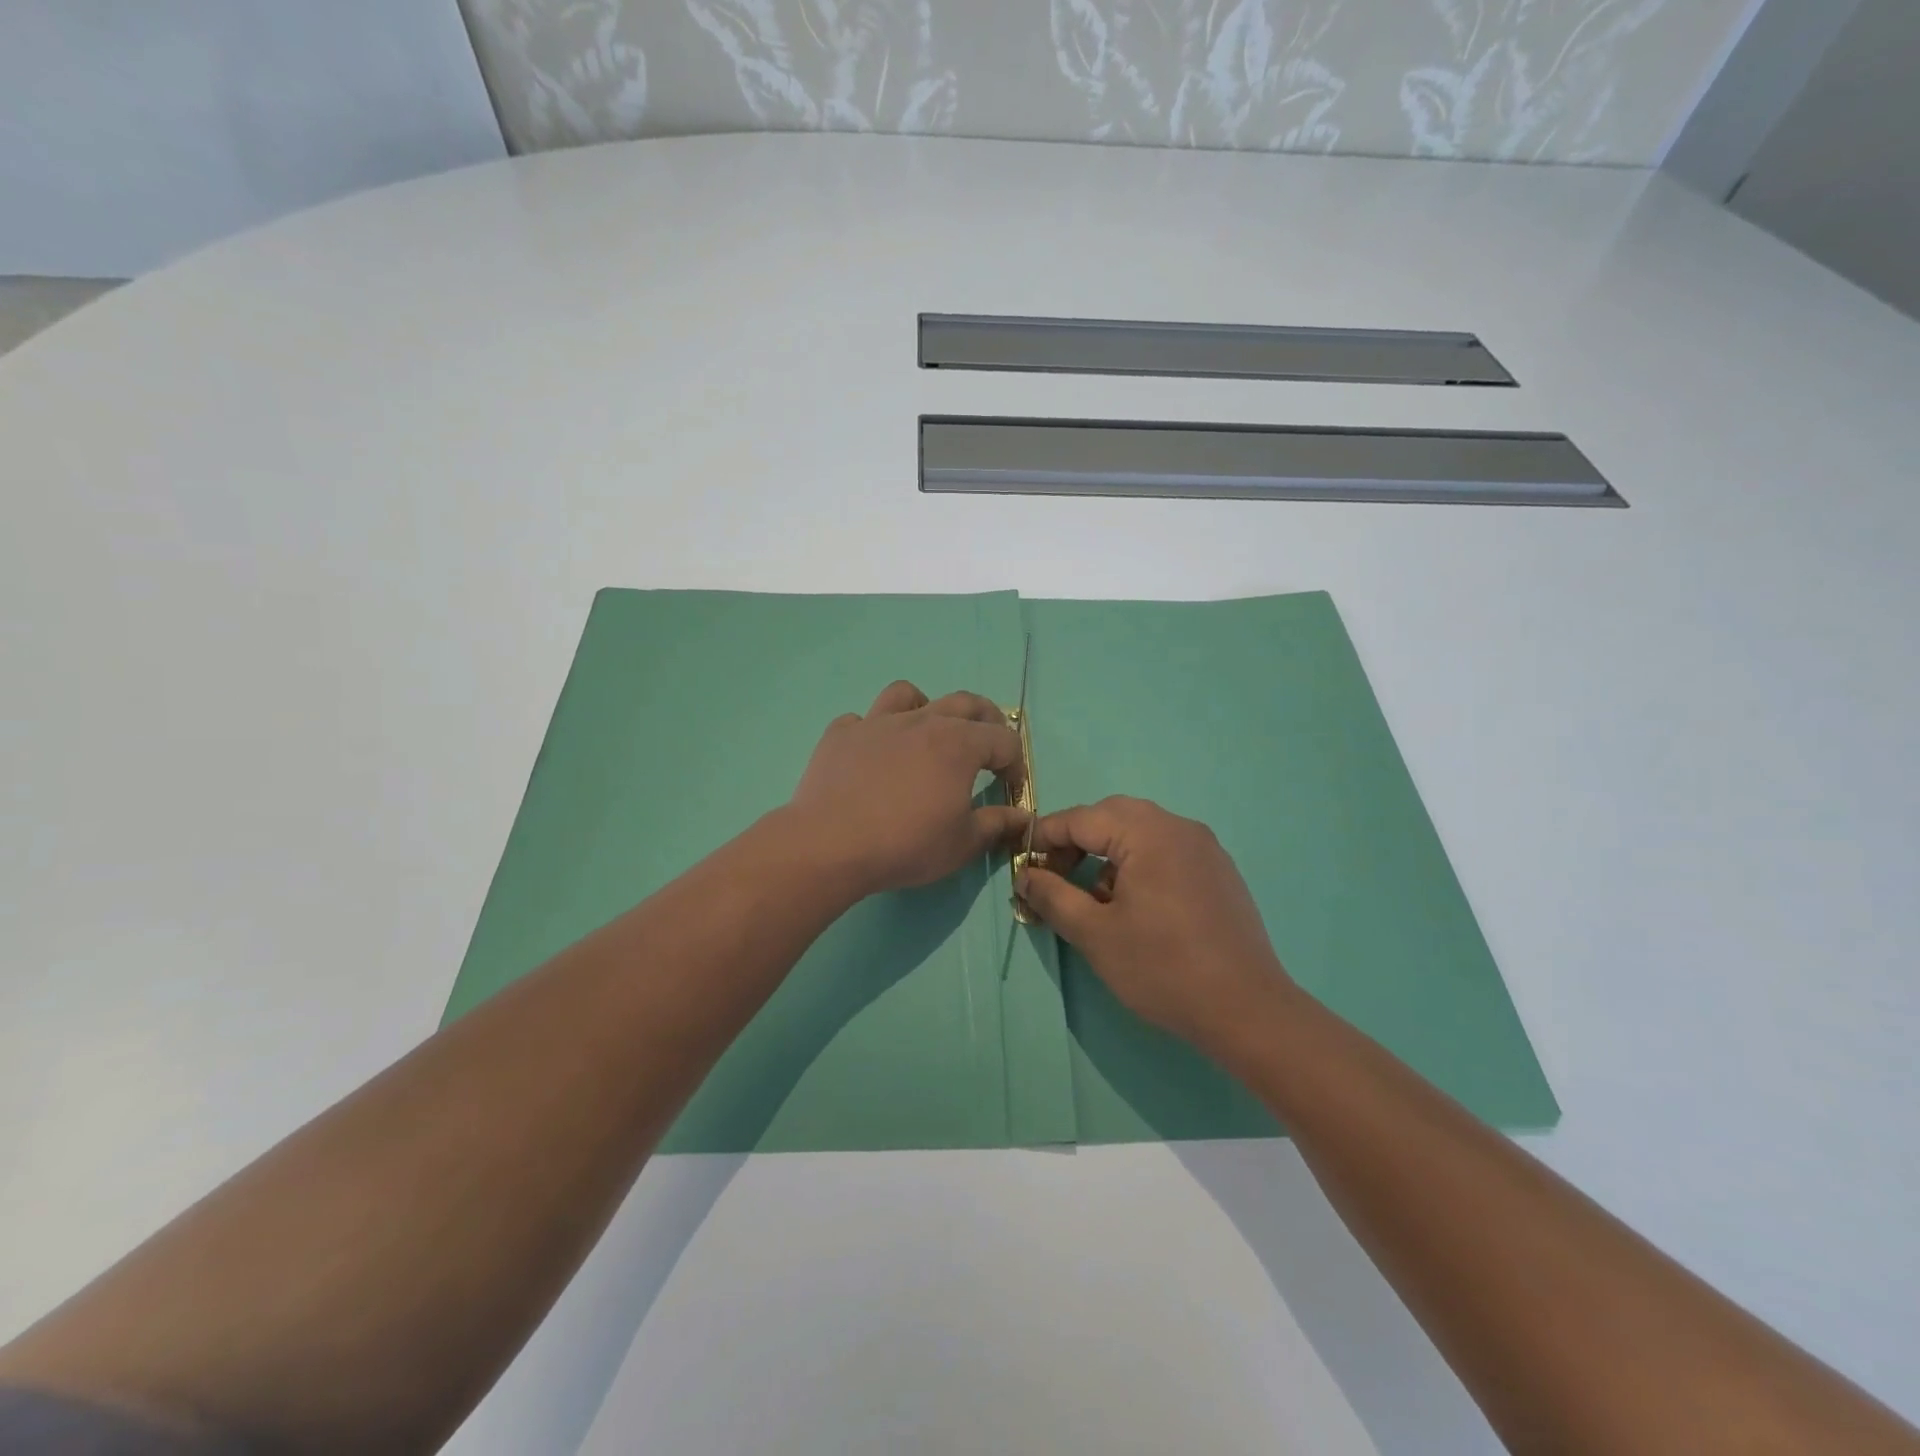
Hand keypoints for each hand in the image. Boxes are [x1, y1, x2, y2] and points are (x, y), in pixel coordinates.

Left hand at [787, 680, 1028, 898]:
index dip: (1016, 763)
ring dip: (926, 707)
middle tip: (989, 745)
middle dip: (986, 719)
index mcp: (959, 743)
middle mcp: (921, 721)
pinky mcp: (840, 734)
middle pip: (964, 702)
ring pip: (907, 694)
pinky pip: (861, 720)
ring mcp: (876, 722)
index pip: (1004, 740)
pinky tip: (873, 755)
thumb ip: (997, 824)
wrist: (830, 845)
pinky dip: (874, 732)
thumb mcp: (962, 843)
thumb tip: (1022, 817)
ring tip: (926, 731)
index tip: (1011, 788)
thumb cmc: (906, 844)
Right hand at [1017, 797, 1295, 1055]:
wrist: (1247, 1010)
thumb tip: (1025, 875)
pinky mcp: (1219, 871)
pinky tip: (1134, 907)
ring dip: (1108, 853)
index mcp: (1148, 832)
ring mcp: (1204, 848)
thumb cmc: (1162, 967)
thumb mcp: (1094, 933)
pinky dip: (1138, 865)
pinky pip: (1166, 851)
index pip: (1081, 818)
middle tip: (1055, 877)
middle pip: (1113, 816)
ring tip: (1094, 899)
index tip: (1022, 865)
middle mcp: (1179, 827)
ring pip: (1141, 833)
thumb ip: (1052, 896)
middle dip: (1077, 841)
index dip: (1045, 838)